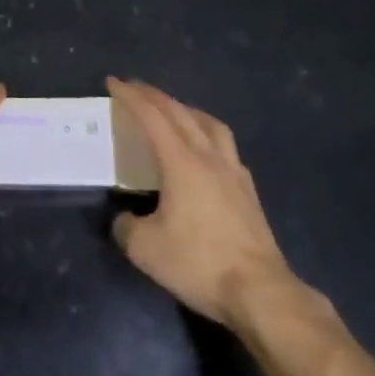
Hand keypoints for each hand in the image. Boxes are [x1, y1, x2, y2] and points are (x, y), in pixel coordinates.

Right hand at [108, 77, 307, 329]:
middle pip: (179, 112)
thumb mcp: (146, 250)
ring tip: (174, 111)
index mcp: (180, 161)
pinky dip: (210, 136)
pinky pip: (227, 148)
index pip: (151, 116)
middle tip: (134, 88)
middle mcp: (208, 157)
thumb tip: (124, 219)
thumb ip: (126, 228)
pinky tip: (207, 152)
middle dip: (154, 95)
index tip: (113, 82)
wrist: (261, 293)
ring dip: (186, 109)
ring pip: (210, 124)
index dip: (130, 96)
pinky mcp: (249, 192)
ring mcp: (233, 172)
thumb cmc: (200, 264)